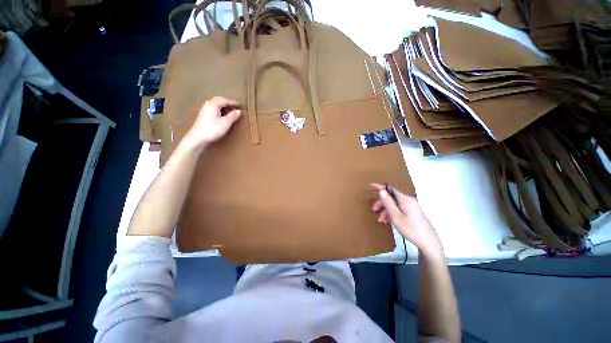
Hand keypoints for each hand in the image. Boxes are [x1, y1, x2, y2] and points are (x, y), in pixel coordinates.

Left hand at [182, 96, 241, 148]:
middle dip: (228, 102)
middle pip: (219, 100)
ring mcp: (205, 109)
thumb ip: (233, 116)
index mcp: (213, 104)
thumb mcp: (226, 123)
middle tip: (235, 107)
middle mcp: (208, 105)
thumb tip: (238, 111)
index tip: (240, 105)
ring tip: (230, 111)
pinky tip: (223, 115)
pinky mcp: (204, 115)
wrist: (198, 137)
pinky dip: (220, 109)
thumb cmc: (213, 129)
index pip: (225, 100)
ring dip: (223, 106)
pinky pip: (213, 108)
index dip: (233, 102)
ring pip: (216, 104)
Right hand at [371, 183, 442, 257]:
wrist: (428, 243)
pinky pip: (399, 209)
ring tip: (381, 220)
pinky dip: (392, 214)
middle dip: (382, 203)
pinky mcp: (413, 213)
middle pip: (392, 198)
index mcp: (405, 200)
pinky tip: (388, 221)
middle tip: (373, 210)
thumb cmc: (410, 229)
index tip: (371, 186)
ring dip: (386, 210)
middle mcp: (409, 201)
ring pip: (395, 205)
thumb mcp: (395, 216)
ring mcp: (412, 207)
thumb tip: (382, 191)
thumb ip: (388, 202)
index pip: (391, 189)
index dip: (380, 187)